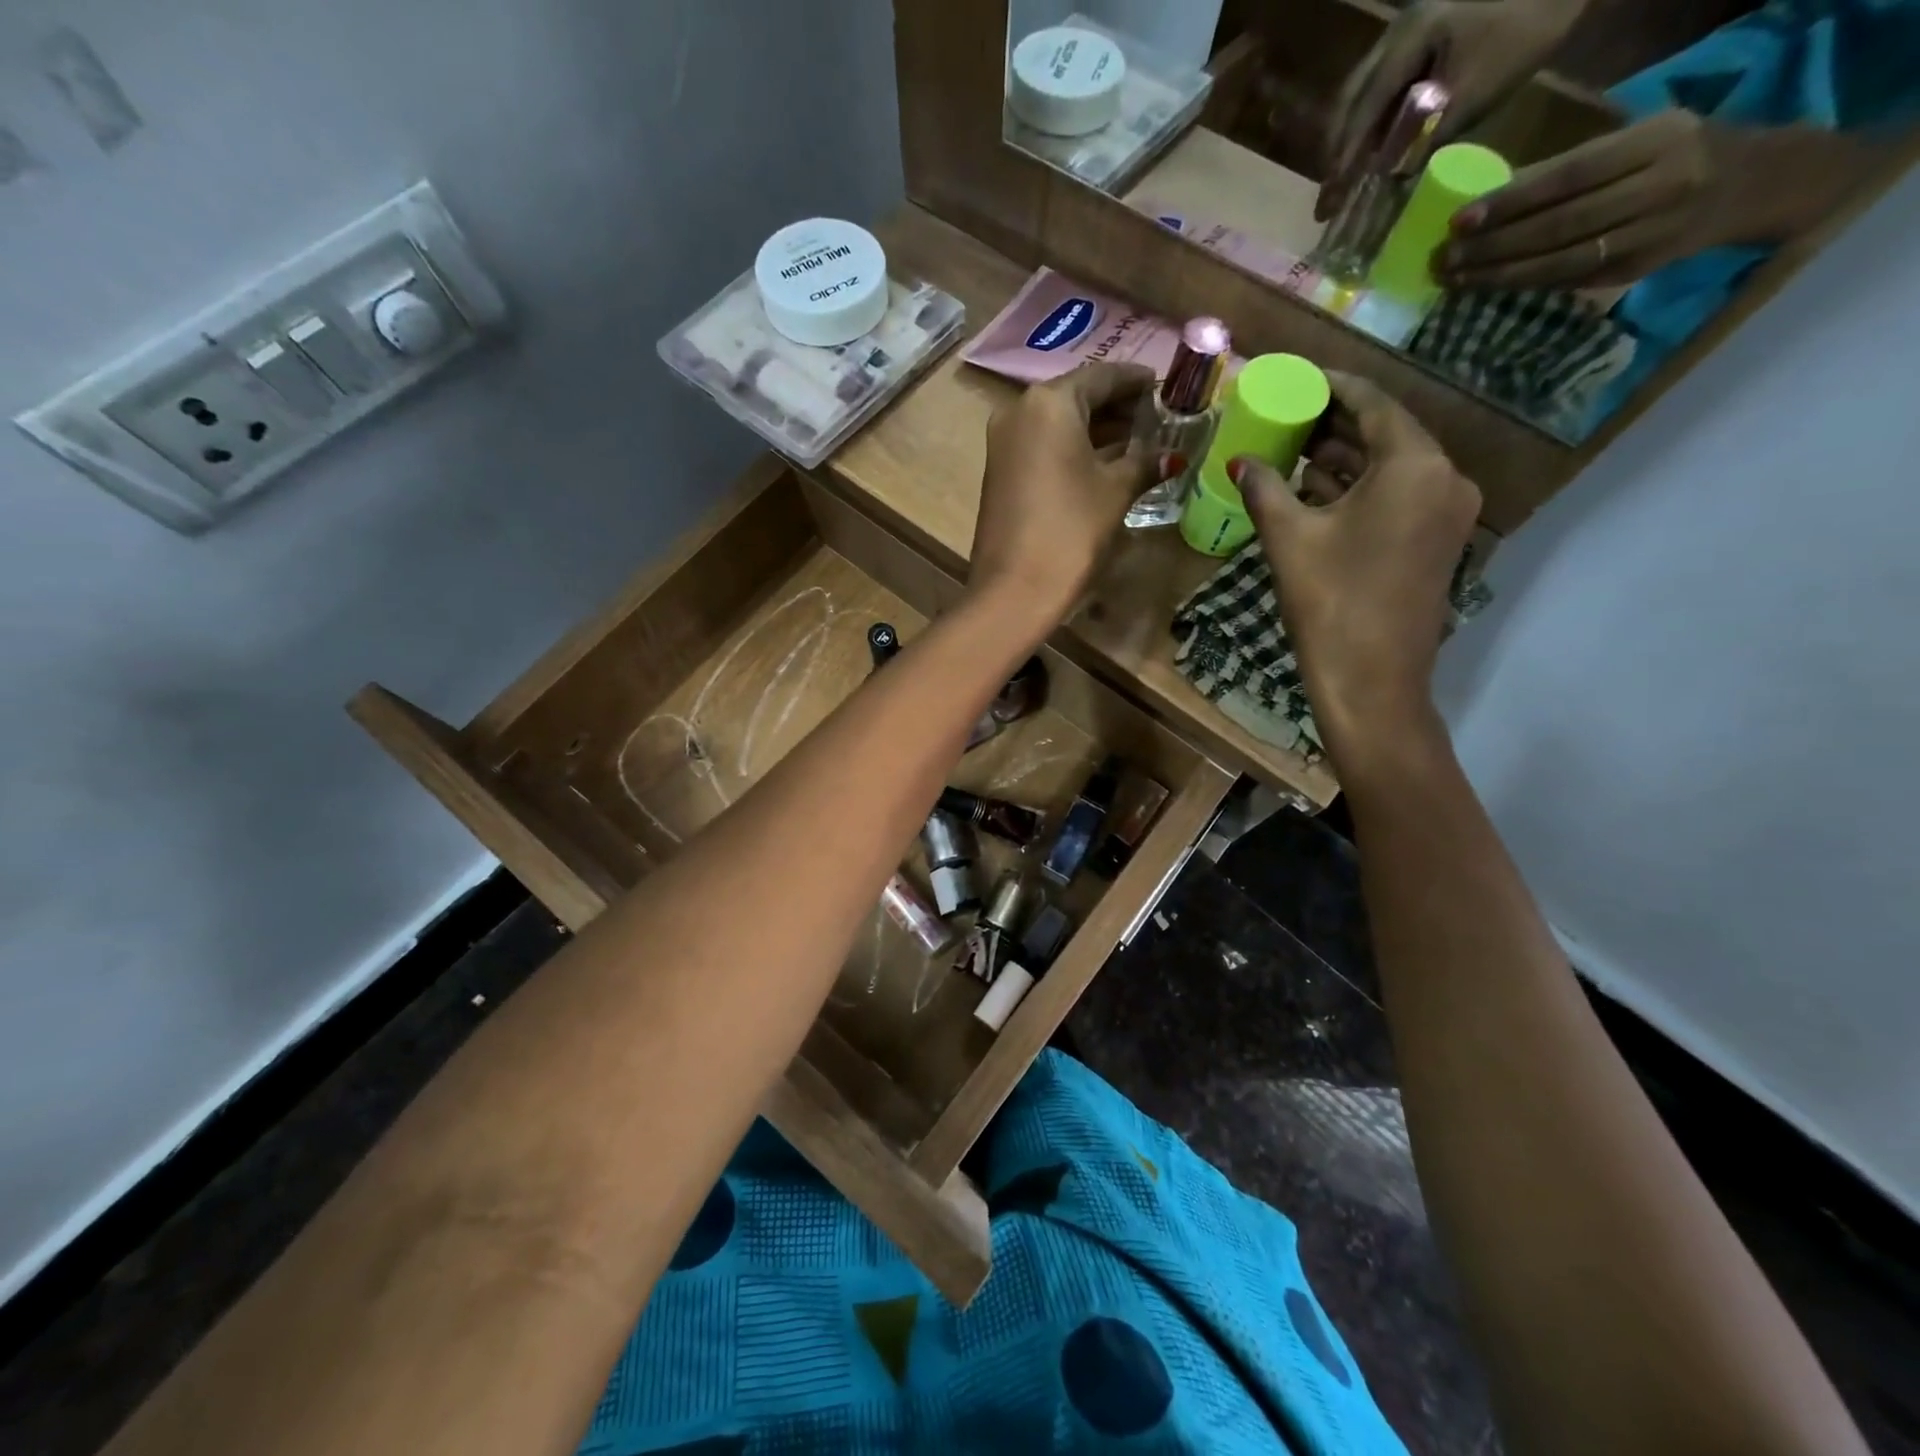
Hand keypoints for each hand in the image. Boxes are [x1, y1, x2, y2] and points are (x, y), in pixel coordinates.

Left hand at [970, 361, 1159, 622]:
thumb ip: (1145, 462)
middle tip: (1157, 419)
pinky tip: (1105, 464)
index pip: (1102, 376)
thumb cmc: (1071, 531)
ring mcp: (1004, 442)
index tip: (1166, 389)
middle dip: (1118, 408)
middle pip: (1078, 397)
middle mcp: (1019, 410)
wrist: (1014, 590)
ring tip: (1140, 443)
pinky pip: (1043, 446)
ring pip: (1059, 423)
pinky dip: (1073, 449)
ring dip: (1097, 430)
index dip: (1137, 382)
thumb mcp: (1116, 491)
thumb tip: (1172, 456)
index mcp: (1049, 402)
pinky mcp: (1000, 472)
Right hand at [1234, 373, 1480, 762]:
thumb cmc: (1329, 601)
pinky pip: (1398, 495)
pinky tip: (1317, 488)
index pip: (1374, 404)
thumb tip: (1240, 461)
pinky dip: (1361, 487)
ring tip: (1295, 448)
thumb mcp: (1289, 538)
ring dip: (1346, 457)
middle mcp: (1444, 478)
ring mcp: (1446, 512)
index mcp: (1415, 466)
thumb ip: (1265, 489)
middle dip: (1336, 423)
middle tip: (1289, 413)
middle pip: (1387, 433)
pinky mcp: (1436, 541)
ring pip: (1392, 466)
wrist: (1371, 680)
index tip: (1298, 377)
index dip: (1332, 386)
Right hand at [1319, 0, 1584, 221]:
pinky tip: (1373, 150)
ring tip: (1345, 180)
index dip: (1343, 161)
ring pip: (1361, 96)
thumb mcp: (1476, 92)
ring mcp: (1407, 32)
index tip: (1329, 201)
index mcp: (1407, 40)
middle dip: (1337, 154)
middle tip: (1329, 198)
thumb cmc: (1527, 26)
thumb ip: (1428, 138)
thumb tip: (1392, 182)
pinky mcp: (1422, 37)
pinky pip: (1381, 88)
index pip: (1362, 112)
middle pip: (1350, 102)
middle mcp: (1396, 33)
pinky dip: (1370, 124)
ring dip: (1350, 141)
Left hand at [1440, 110, 1755, 289]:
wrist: (1750, 183)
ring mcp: (1647, 235)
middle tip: (1445, 259)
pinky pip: (1567, 281)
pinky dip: (1524, 285)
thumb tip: (1493, 196)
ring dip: (1499, 274)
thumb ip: (1571, 166)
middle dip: (1493, 246)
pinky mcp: (1634, 271)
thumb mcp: (1637, 140)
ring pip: (1559, 262)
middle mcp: (1657, 188)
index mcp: (1656, 143)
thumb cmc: (1677, 153)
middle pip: (1557, 225)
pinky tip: (1489, 287)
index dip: (1509, 202)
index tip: (1460, 220)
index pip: (1567, 177)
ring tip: (1455, 279)